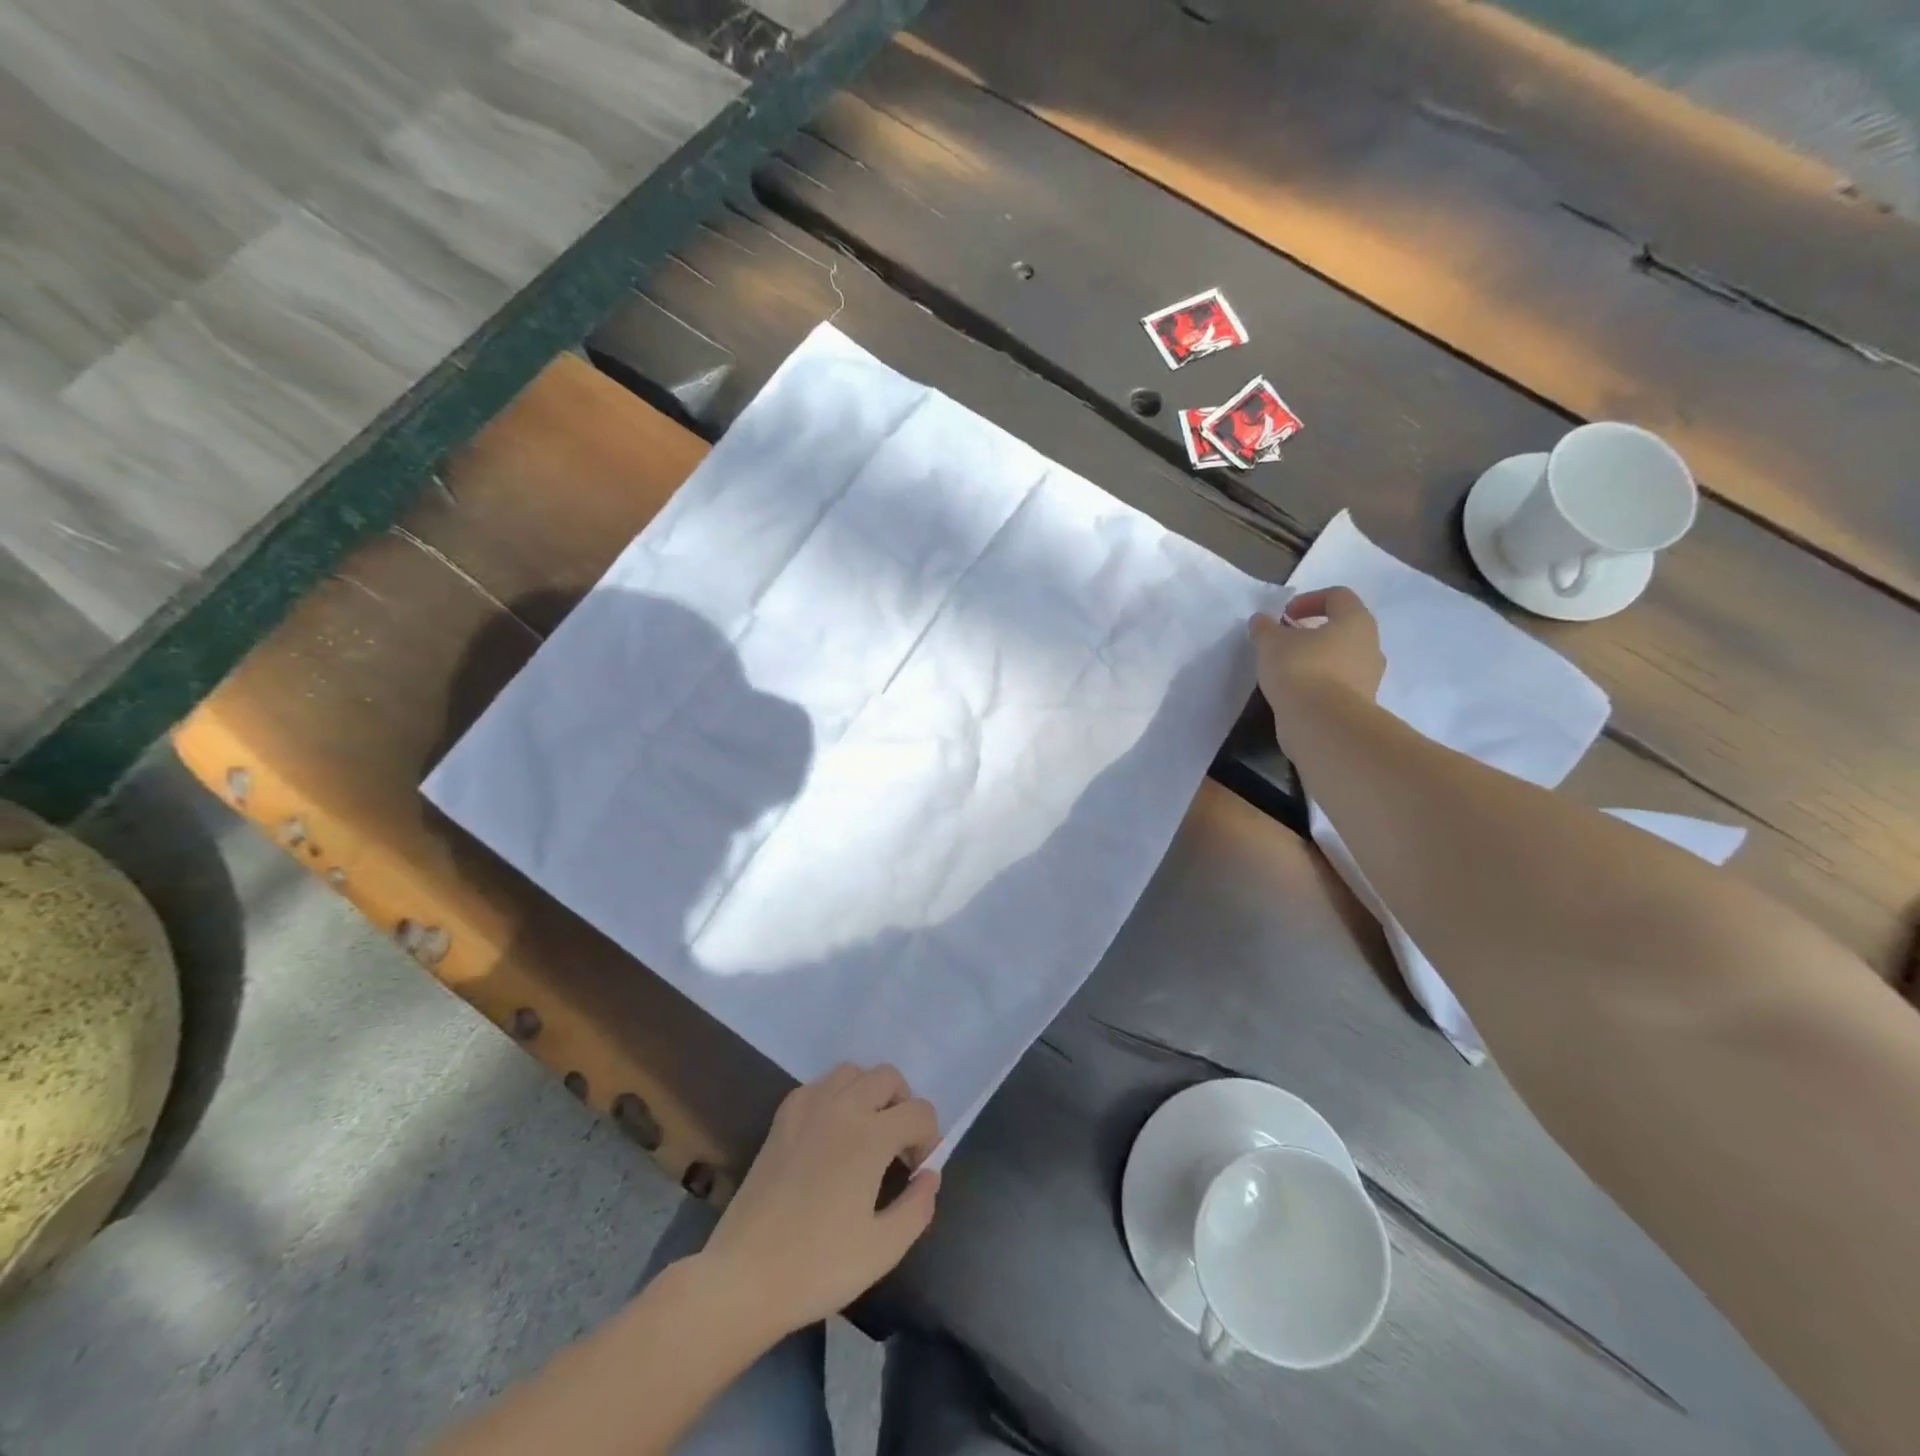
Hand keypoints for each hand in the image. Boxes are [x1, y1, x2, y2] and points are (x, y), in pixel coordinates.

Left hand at [699, 1064, 939, 1338]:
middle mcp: (842, 1107)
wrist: (744, 1277)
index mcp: (871, 1135)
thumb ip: (918, 1207)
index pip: (919, 1112)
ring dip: (869, 1092)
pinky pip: (819, 1085)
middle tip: (897, 1148)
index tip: (917, 1173)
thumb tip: (930, 1175)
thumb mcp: (883, 1249)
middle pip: (888, 1077)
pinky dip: (835, 1096)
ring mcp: (808, 1107)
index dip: (929, 1139)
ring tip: (866, 1133)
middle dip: (903, 1105)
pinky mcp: (782, 1118)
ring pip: (852, 1072)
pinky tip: (830, 1134)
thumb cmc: (818, 1266)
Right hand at [1251, 587, 1384, 723]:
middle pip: (1343, 628)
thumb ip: (1265, 628)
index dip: (1309, 600)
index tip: (1284, 615)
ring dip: (1318, 659)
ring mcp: (1369, 677)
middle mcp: (1370, 645)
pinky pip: (1339, 684)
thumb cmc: (1301, 670)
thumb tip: (1261, 620)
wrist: (1323, 724)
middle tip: (1287, 641)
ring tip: (1288, 670)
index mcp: (1355, 621)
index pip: (1338, 596)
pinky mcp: (1360, 703)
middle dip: (1314, 631)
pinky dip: (1319, 683)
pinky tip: (1296, 692)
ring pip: (1342, 658)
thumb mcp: (1271, 643)